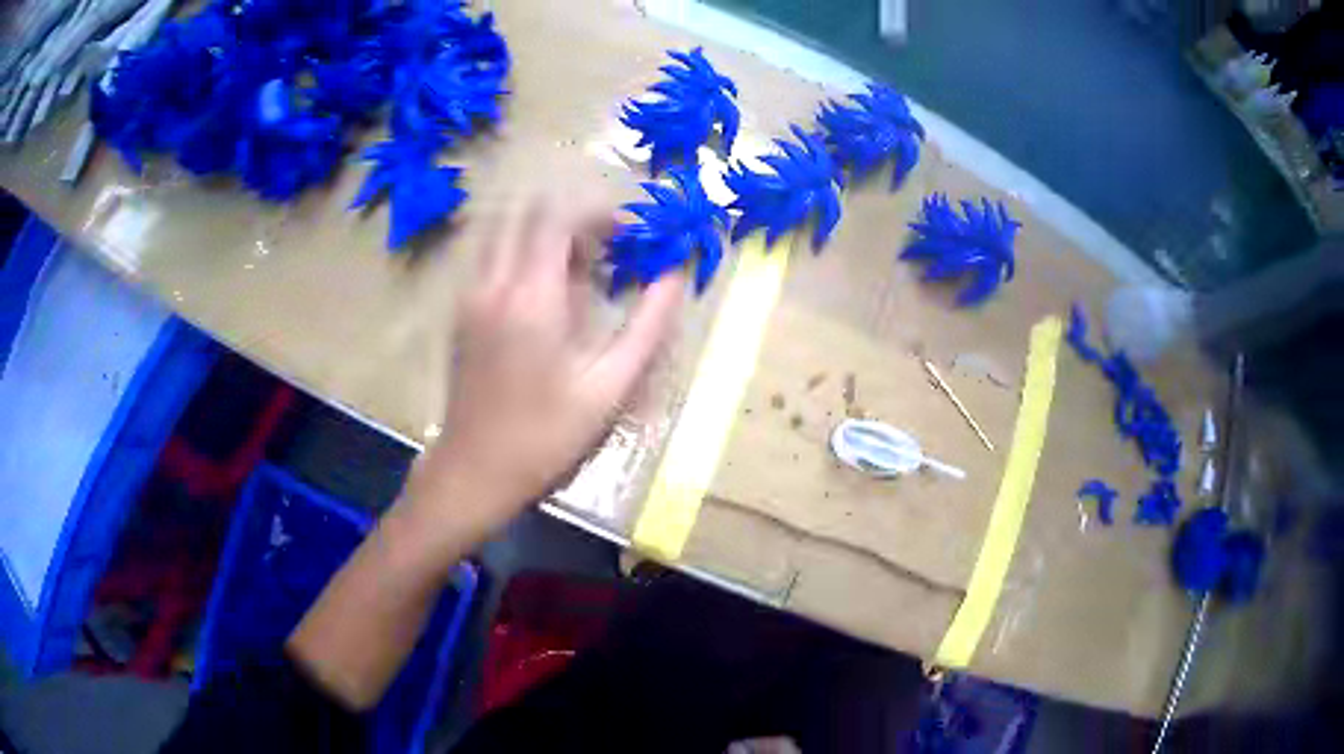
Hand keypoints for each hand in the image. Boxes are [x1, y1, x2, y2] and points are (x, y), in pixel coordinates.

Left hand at [407, 196, 686, 538]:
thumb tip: (676, 275)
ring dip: (546, 237)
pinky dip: (524, 256)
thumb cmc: (547, 435)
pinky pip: (493, 258)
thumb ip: (649, 323)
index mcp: (531, 296)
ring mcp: (471, 295)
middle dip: (574, 220)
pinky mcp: (462, 312)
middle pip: (529, 214)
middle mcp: (493, 282)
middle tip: (609, 249)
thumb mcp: (611, 385)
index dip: (600, 213)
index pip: (559, 218)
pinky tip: (549, 297)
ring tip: (581, 272)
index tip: (633, 233)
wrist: (476, 470)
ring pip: (507, 233)